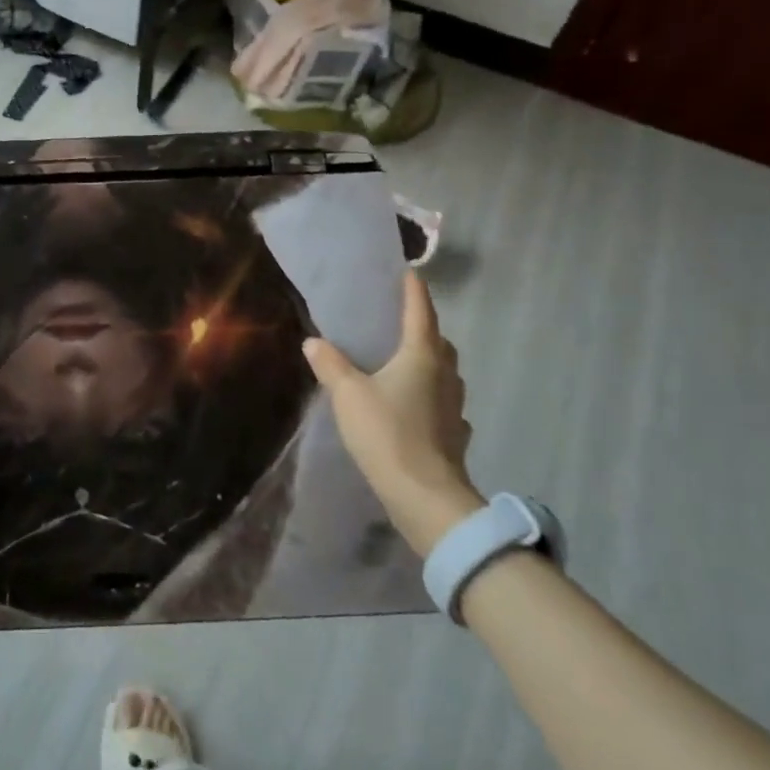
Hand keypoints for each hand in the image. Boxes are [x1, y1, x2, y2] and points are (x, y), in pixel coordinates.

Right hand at [302, 268, 482, 555]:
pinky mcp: (455, 435)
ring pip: (444, 373)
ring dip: (429, 362)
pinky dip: (431, 397)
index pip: (420, 312)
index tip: (408, 271)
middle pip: (438, 341)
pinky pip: (444, 404)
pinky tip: (417, 407)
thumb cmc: (387, 433)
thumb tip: (314, 341)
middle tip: (399, 322)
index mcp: (421, 356)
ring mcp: (454, 407)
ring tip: (404, 363)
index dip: (413, 290)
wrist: (426, 498)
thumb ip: (330, 364)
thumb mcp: (348, 394)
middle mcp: (444, 375)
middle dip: (423, 327)